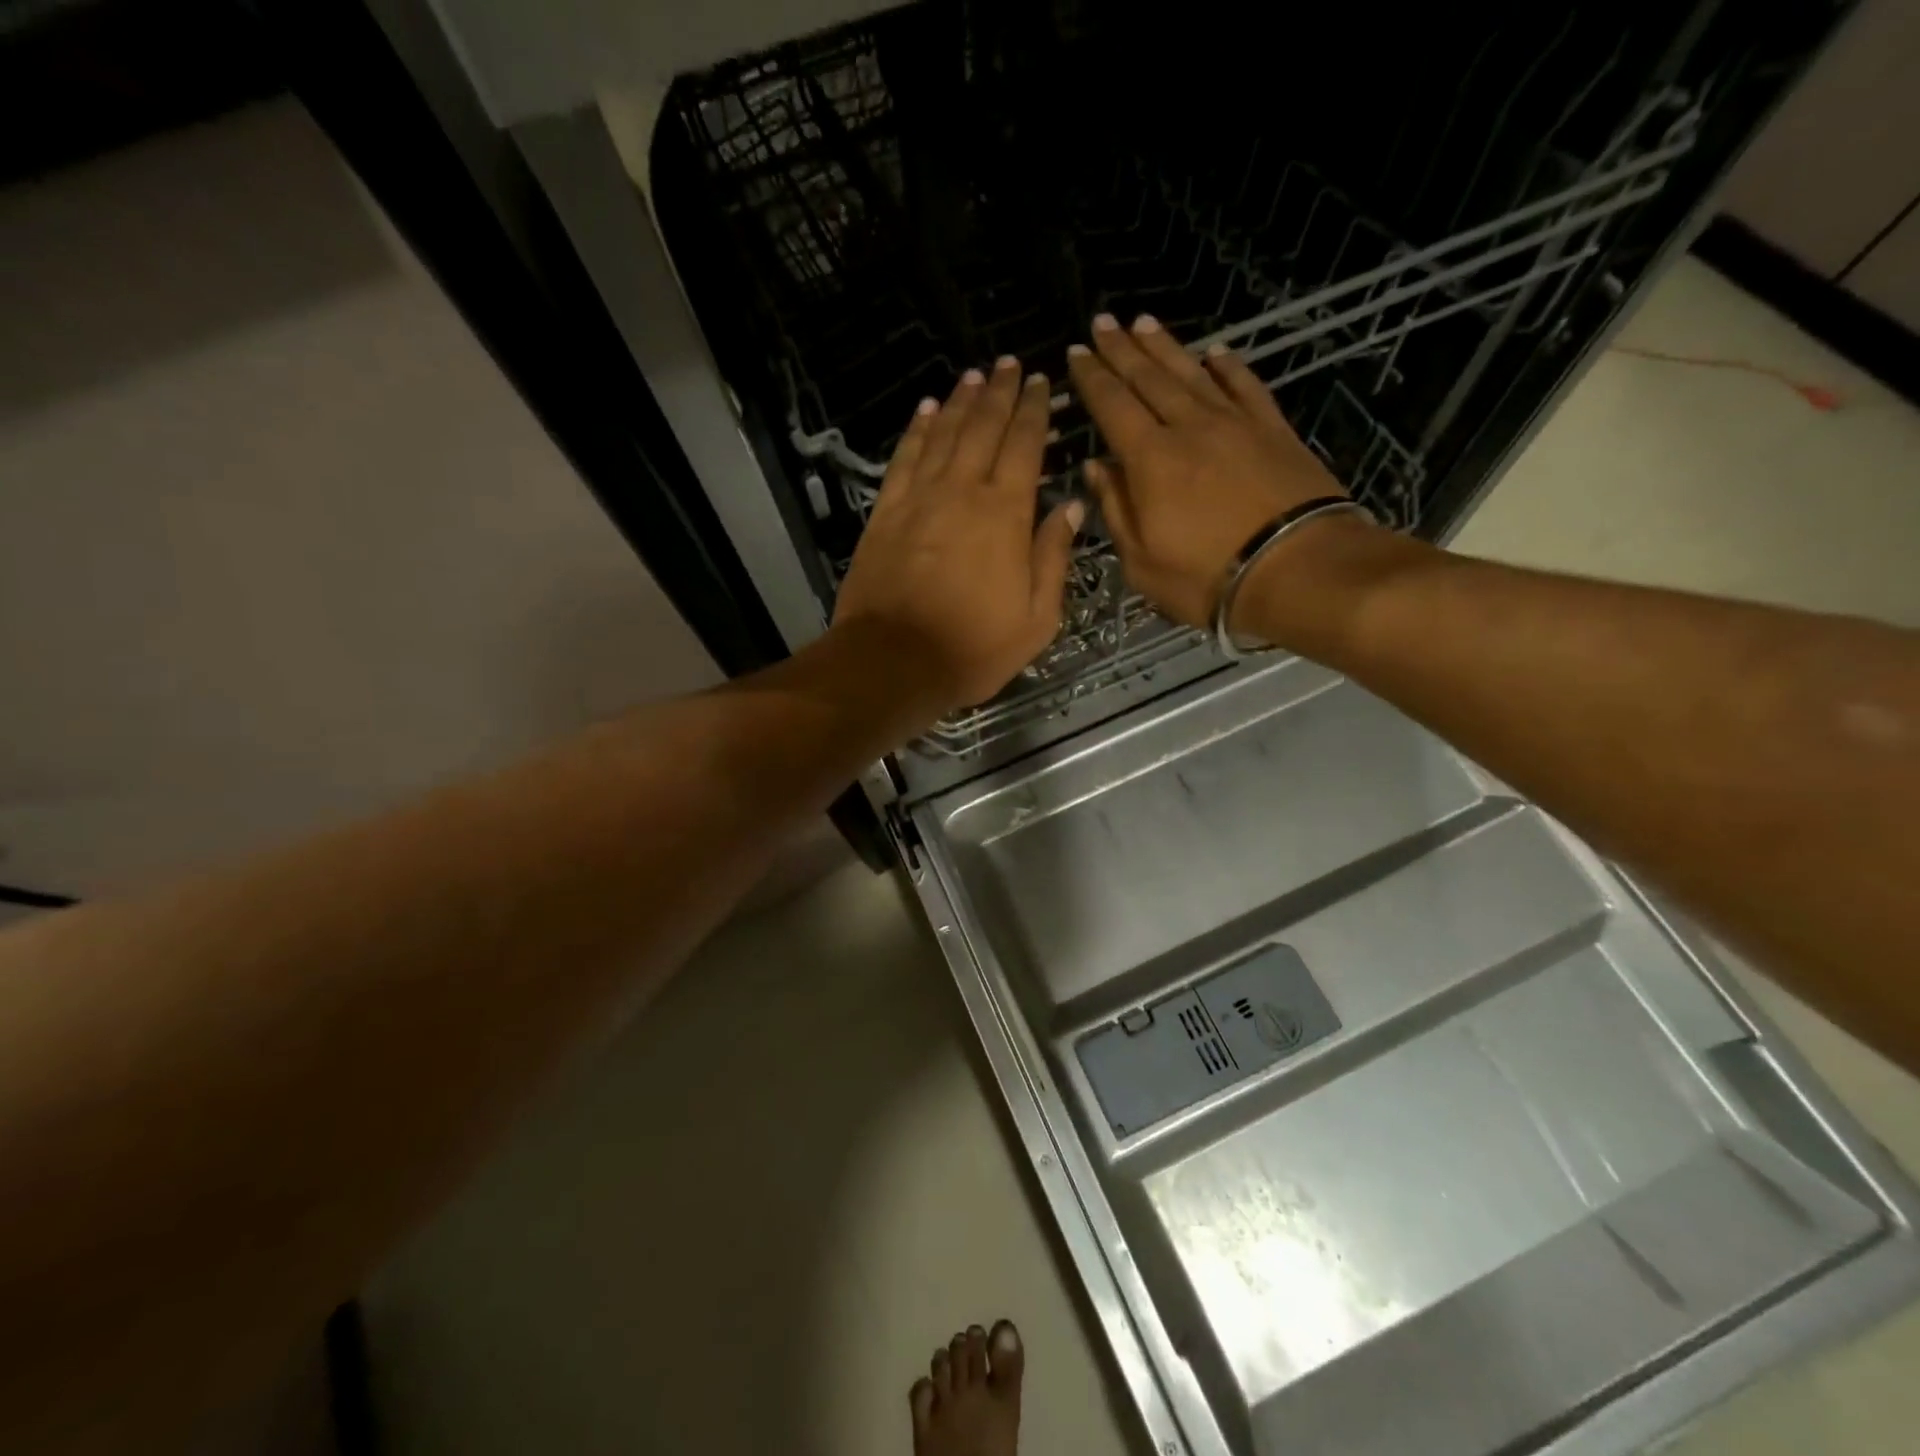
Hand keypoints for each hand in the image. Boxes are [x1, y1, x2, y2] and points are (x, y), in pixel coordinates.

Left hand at [832, 357, 1082, 720]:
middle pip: (984, 428)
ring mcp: (919, 498)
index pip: (1025, 446)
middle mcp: (962, 491)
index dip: (1035, 411)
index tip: (1042, 382)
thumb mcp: (1036, 618)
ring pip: (944, 434)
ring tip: (975, 376)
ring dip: (962, 401)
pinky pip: (905, 458)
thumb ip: (1054, 557)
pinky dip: (918, 430)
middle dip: (1000, 392)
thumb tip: (1071, 506)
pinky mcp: (885, 512)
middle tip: (1010, 364)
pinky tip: (927, 410)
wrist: (893, 661)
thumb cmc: (973, 648)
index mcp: (1006, 514)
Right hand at [1067, 313, 1368, 630]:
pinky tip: (1215, 352)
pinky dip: (1227, 367)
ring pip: (1192, 373)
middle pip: (1149, 379)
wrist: (1298, 569)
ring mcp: (1235, 424)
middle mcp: (1189, 427)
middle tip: (1102, 323)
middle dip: (1121, 350)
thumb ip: (1115, 509)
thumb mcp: (1141, 561)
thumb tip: (1095, 467)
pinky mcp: (1273, 429)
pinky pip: (1245, 386)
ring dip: (1165, 347)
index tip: (1076, 354)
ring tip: (1143, 323)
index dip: (1092, 379)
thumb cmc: (1206, 577)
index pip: (1112, 406)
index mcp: (1150, 460)